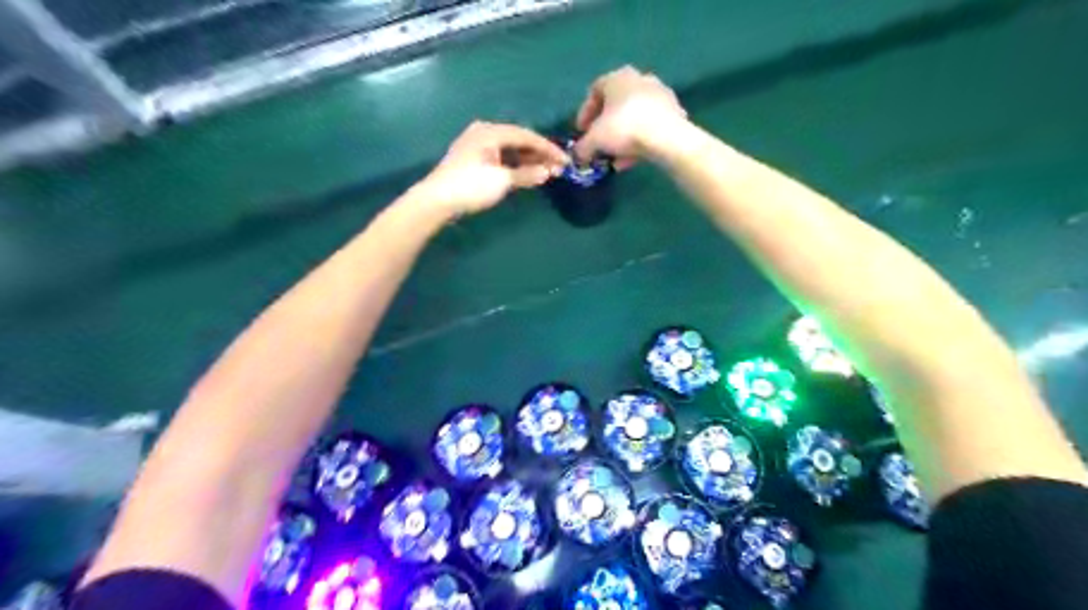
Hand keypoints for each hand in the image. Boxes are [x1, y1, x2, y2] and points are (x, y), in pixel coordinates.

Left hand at [412, 120, 569, 216]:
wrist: (436, 200)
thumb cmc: (470, 186)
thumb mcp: (502, 181)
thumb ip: (527, 175)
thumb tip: (547, 172)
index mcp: (491, 131)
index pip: (528, 136)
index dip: (549, 149)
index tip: (566, 161)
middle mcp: (484, 132)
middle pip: (519, 140)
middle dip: (539, 154)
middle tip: (558, 168)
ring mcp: (476, 144)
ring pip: (509, 149)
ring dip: (528, 160)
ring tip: (545, 172)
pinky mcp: (472, 158)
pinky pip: (500, 156)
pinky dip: (515, 164)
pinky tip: (525, 174)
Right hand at [574, 63, 681, 168]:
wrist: (666, 137)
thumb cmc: (624, 128)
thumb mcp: (594, 140)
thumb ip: (582, 147)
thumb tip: (577, 155)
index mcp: (618, 78)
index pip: (595, 90)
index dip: (585, 111)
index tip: (581, 131)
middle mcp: (640, 80)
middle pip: (616, 103)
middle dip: (606, 125)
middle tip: (599, 142)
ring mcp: (660, 95)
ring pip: (634, 117)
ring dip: (622, 137)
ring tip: (615, 158)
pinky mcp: (674, 112)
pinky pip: (650, 126)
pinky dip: (638, 141)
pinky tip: (631, 160)